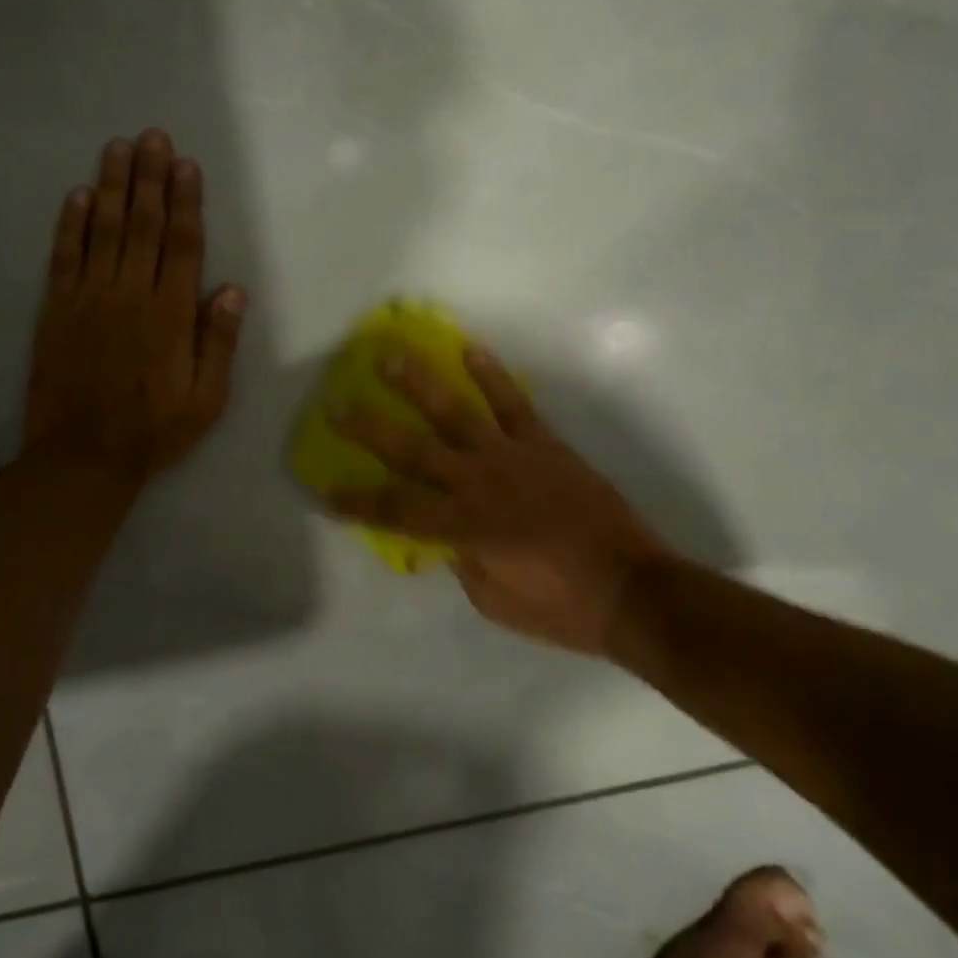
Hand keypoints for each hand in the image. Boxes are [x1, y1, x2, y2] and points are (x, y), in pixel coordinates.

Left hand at [23, 130, 246, 480]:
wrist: (83, 457)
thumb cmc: (154, 430)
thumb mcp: (206, 399)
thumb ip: (218, 342)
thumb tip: (232, 290)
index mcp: (170, 315)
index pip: (181, 246)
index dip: (185, 203)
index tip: (186, 165)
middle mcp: (130, 295)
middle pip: (142, 225)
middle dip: (149, 178)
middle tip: (152, 137)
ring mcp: (89, 299)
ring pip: (102, 231)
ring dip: (111, 187)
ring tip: (118, 148)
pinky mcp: (56, 310)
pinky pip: (64, 258)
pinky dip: (69, 225)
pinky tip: (76, 195)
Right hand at [327, 345, 668, 656]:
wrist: (634, 589)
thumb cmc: (561, 607)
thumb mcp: (495, 601)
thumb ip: (461, 561)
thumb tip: (442, 535)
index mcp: (464, 527)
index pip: (395, 510)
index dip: (356, 502)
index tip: (324, 490)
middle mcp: (479, 483)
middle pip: (412, 450)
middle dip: (369, 428)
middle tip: (336, 403)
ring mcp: (513, 456)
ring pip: (456, 412)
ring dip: (420, 383)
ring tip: (391, 356)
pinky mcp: (545, 444)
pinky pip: (513, 403)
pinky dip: (492, 375)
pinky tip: (470, 350)